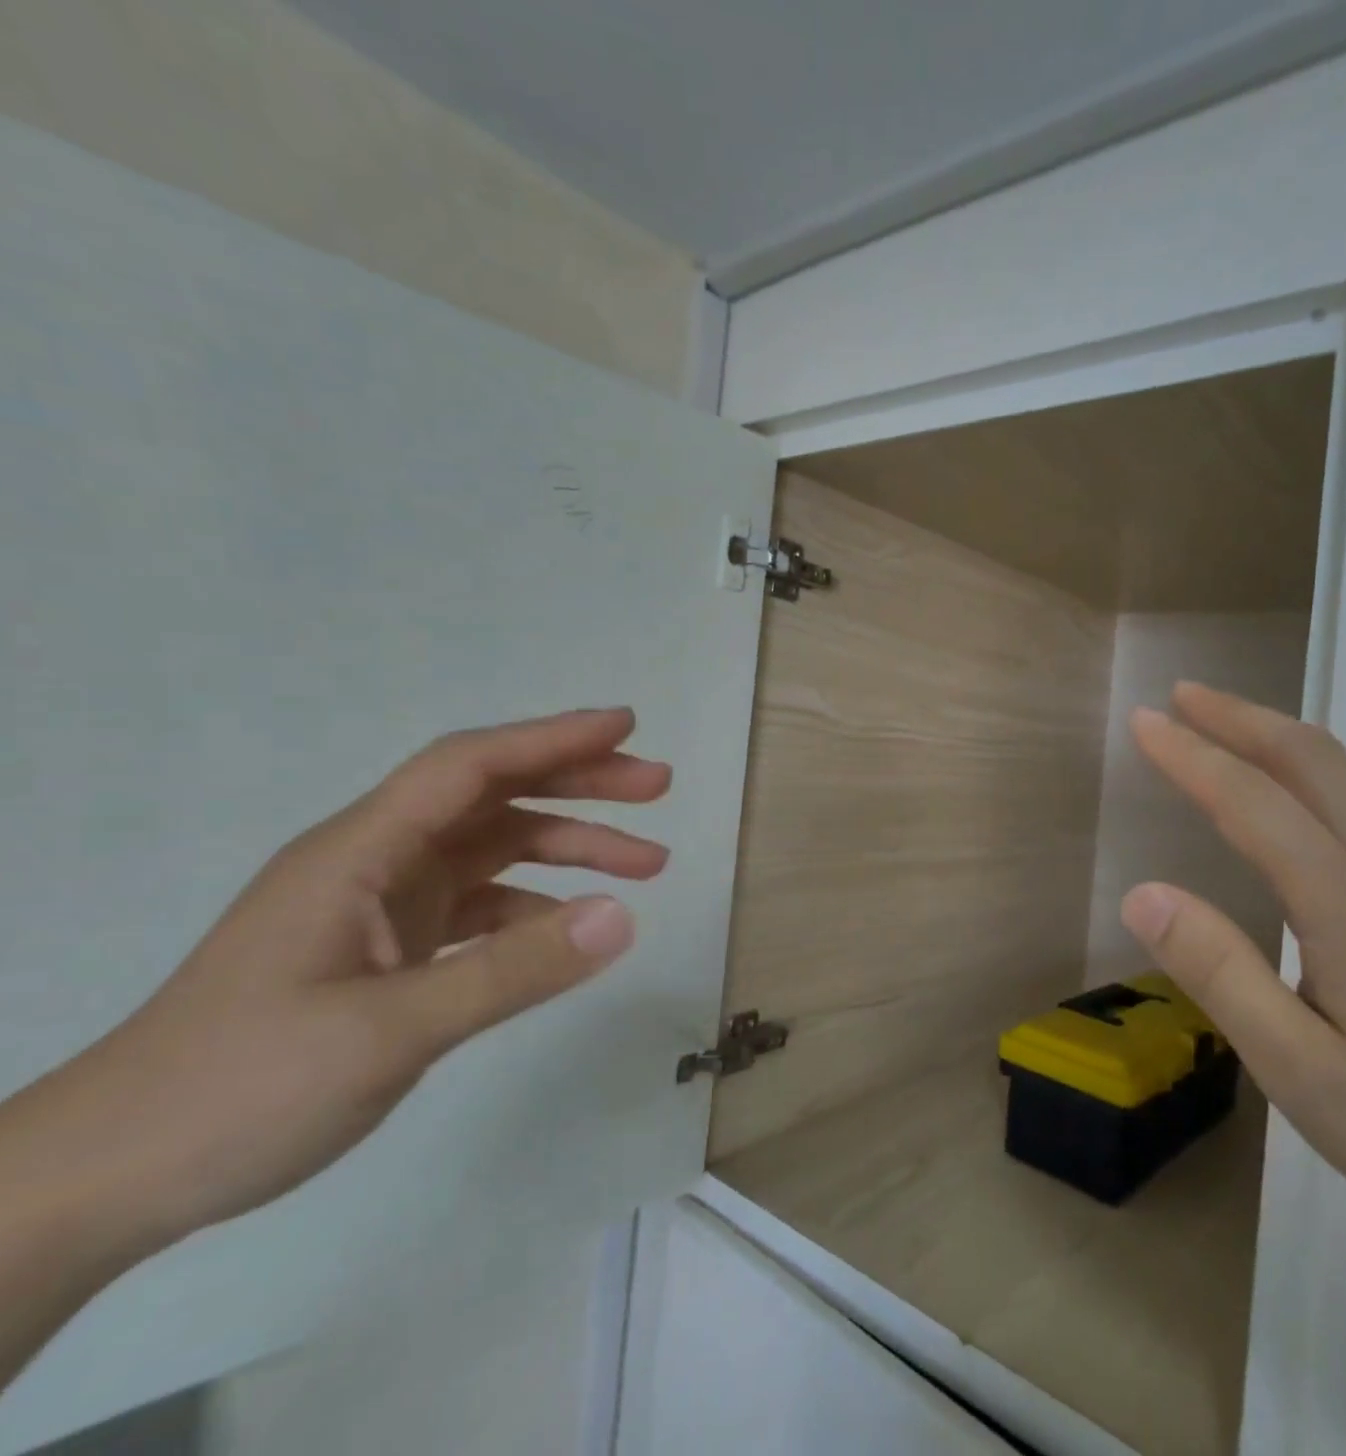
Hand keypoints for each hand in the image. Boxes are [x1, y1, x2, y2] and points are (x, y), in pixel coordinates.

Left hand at [0, 708, 669, 1265]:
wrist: (104, 1183)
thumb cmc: (233, 1091)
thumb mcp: (387, 1032)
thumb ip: (511, 971)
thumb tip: (623, 916)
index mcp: (360, 853)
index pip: (470, 766)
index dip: (551, 738)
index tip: (626, 726)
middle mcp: (375, 863)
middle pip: (493, 797)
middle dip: (580, 784)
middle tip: (658, 786)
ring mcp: (382, 907)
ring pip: (495, 850)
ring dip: (571, 846)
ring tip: (649, 863)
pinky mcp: (388, 949)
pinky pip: (482, 907)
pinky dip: (537, 906)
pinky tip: (574, 931)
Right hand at [1121, 683, 1345, 1265]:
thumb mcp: (1301, 1071)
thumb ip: (1219, 972)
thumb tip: (1142, 895)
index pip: (1250, 799)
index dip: (1189, 754)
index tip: (1142, 720)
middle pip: (1310, 758)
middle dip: (1239, 716)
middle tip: (1182, 696)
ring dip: (1277, 741)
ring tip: (1226, 734)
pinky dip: (1314, 780)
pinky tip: (1298, 813)